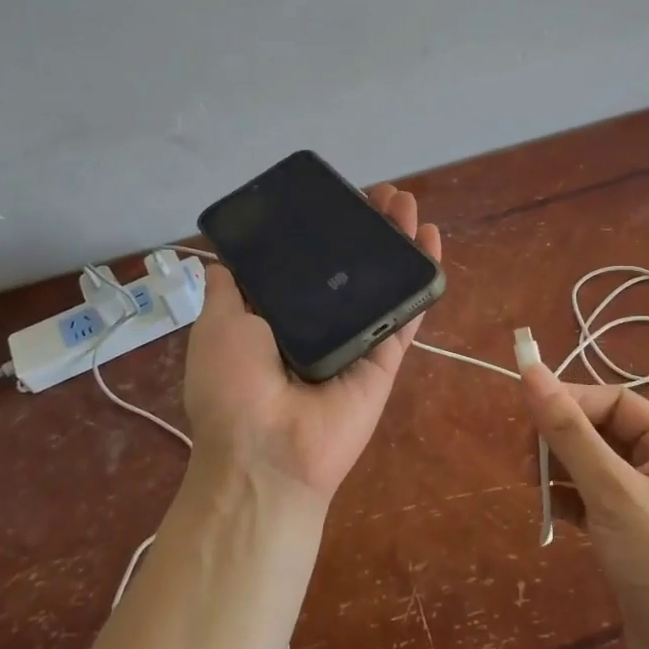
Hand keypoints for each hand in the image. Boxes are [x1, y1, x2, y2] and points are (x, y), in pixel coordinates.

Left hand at [183, 184, 441, 500]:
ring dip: (398, 242)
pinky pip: (407, 313)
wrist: (267, 453)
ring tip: (408, 203)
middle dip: (368, 228)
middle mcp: (320, 324)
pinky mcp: (385, 357)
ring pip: (383, 283)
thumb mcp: (217, 326)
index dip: (324, 230)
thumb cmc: (233, 386)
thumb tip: (223, 260)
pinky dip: (422, 279)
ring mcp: (357, 340)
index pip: (308, 263)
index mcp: (279, 317)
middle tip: (383, 194)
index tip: (337, 199)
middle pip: (352, 267)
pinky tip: (430, 241)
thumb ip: (227, 290)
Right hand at [519, 364, 648, 648]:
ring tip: (531, 488)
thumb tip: (531, 371)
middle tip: (524, 462)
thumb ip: (570, 432)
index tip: (525, 414)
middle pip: (600, 432)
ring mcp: (647, 502)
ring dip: (559, 471)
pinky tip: (548, 513)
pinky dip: (567, 501)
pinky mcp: (631, 534)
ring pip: (591, 466)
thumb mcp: (614, 493)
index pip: (613, 402)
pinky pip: (591, 500)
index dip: (568, 401)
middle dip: (560, 440)